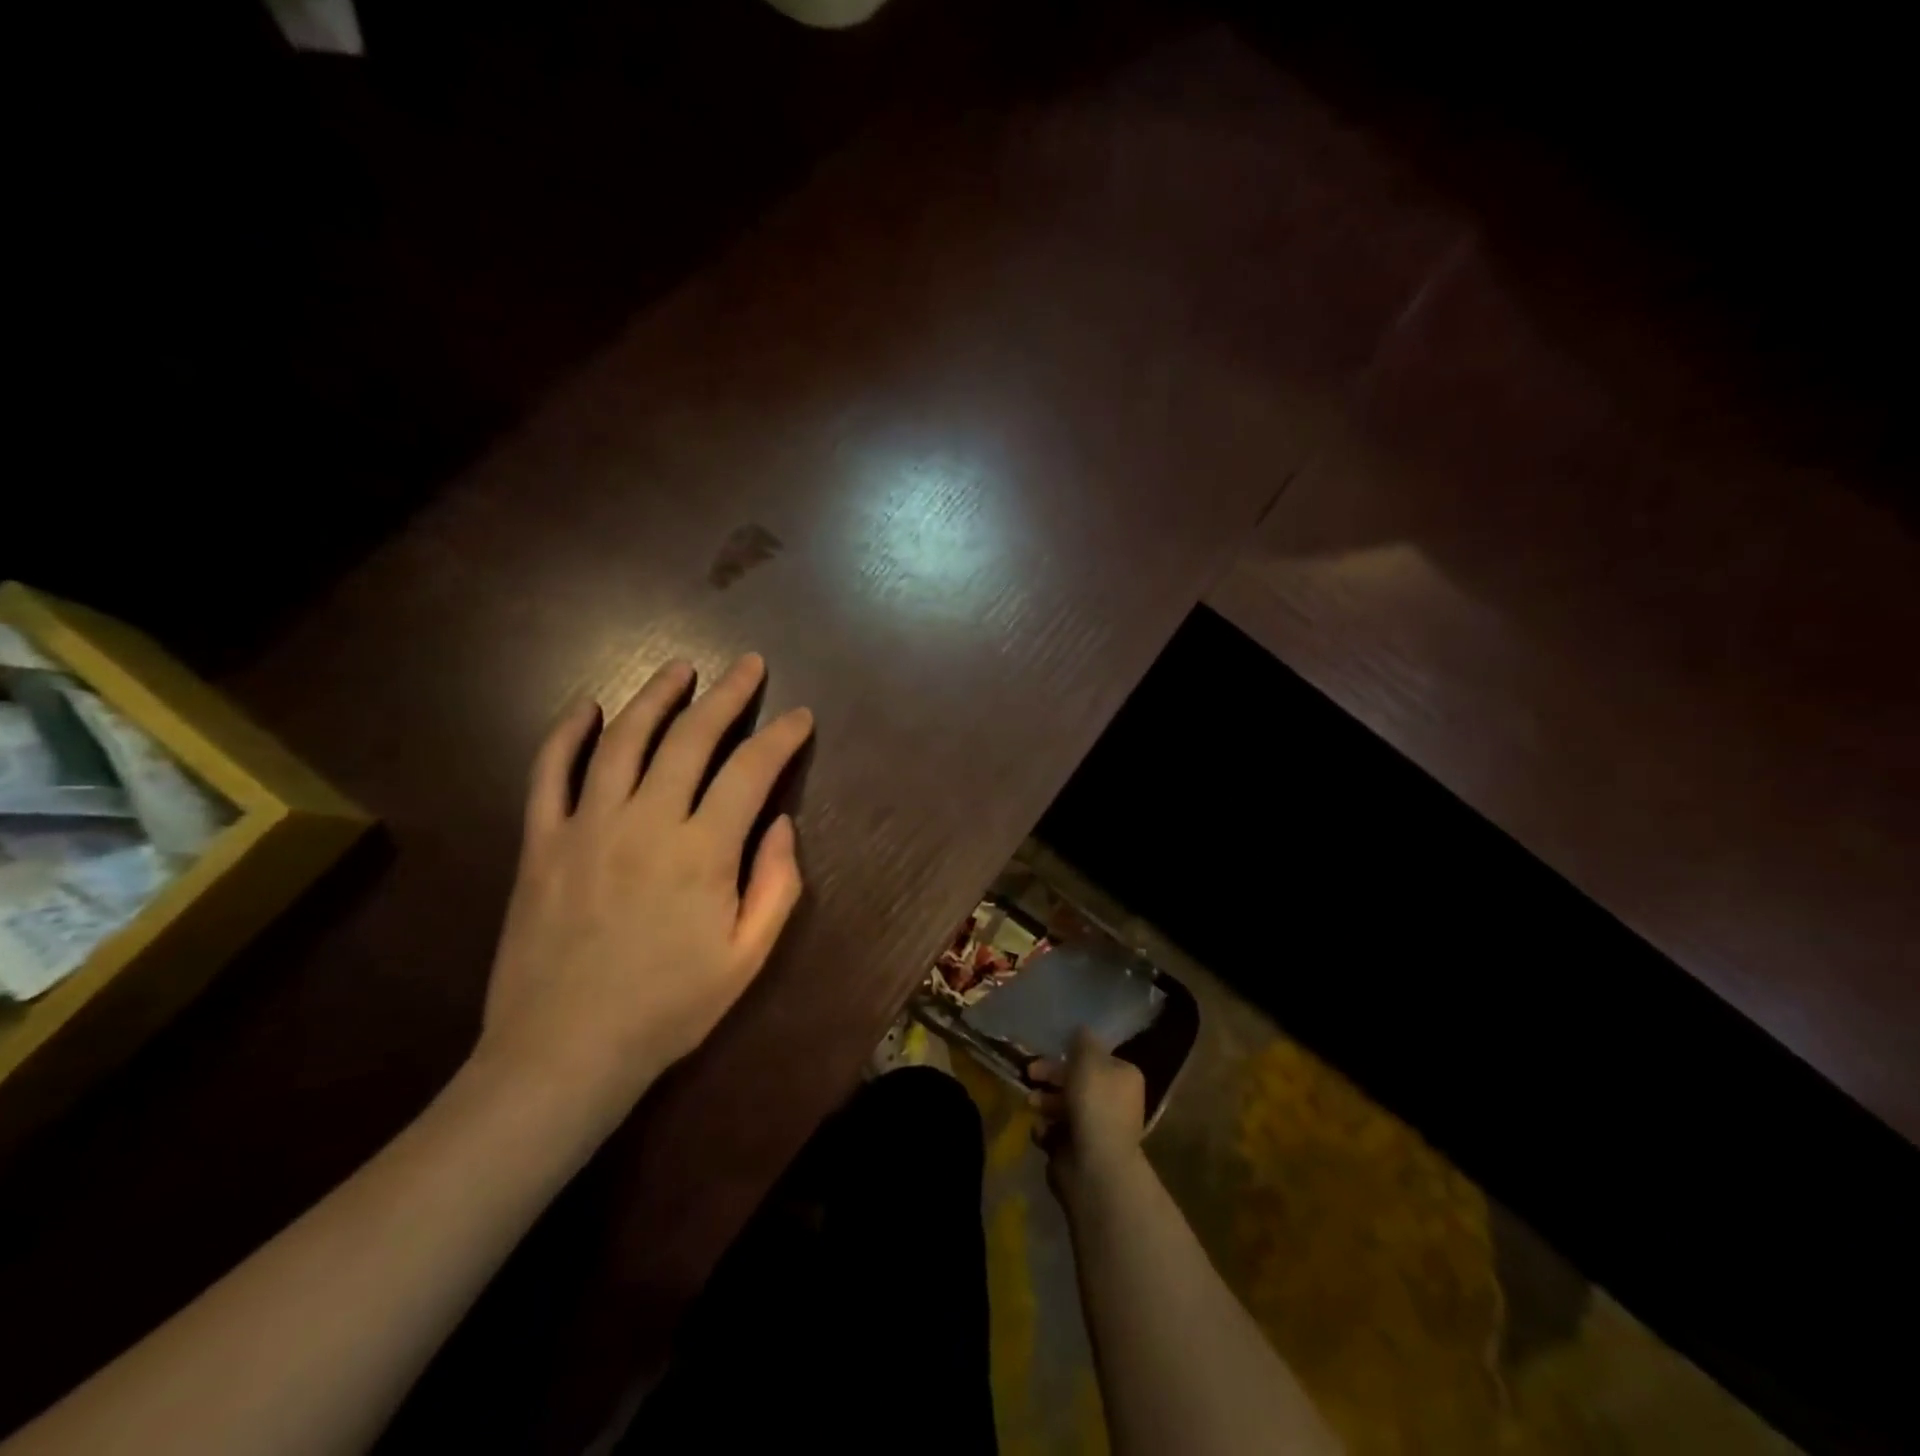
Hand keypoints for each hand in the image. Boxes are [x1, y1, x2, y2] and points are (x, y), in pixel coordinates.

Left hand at [473, 653, 812, 1133]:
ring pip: (622, 740)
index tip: (800, 716)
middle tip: (748, 665)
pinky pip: (548, 773)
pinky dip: (565, 734)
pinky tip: (584, 707)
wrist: (564, 1052)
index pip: (750, 771)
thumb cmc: (669, 1008)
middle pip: (690, 738)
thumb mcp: (748, 958)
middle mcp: (645, 822)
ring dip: (655, 697)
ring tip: (680, 669)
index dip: (780, 737)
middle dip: (726, 695)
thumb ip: (776, 884)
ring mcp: (586, 827)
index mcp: (702, 852)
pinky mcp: (540, 843)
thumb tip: (780, 823)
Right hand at [1031, 1030, 1148, 1201]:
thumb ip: (1082, 1041)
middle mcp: (1114, 1102)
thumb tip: (1080, 1031)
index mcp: (1124, 1078)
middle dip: (1051, 1077)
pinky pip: (1057, 1133)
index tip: (1050, 1051)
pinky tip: (1043, 1131)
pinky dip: (1046, 1130)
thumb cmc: (1095, 1104)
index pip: (1096, 1059)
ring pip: (1063, 1106)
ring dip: (1044, 1101)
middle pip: (1077, 1081)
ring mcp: (1097, 1129)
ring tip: (1031, 1104)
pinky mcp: (1079, 1152)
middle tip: (1030, 1073)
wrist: (1096, 1166)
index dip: (1071, 1054)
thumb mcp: (1088, 1059)